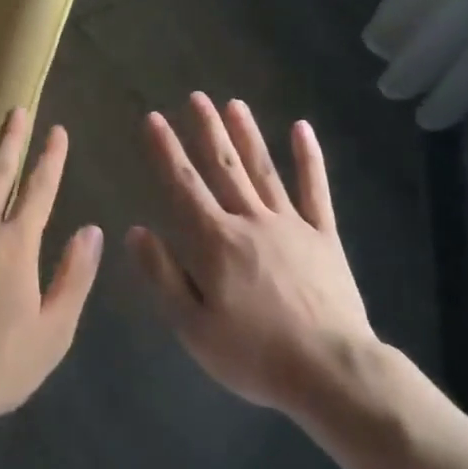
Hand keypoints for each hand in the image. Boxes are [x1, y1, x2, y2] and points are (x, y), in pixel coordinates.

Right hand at [127, 94, 375, 418]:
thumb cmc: (255, 355)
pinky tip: (302, 129)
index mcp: (216, 241)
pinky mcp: (324, 237)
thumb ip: (163, 276)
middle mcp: (251, 221)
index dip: (165, 151)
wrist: (332, 372)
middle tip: (195, 96)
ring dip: (247, 135)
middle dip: (207, 130)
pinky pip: (315, 190)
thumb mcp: (193, 328)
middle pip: (224, 167)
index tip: (153, 119)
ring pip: (263, 170)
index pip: (183, 186)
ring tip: (234, 103)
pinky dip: (309, 159)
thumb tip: (135, 231)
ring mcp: (291, 224)